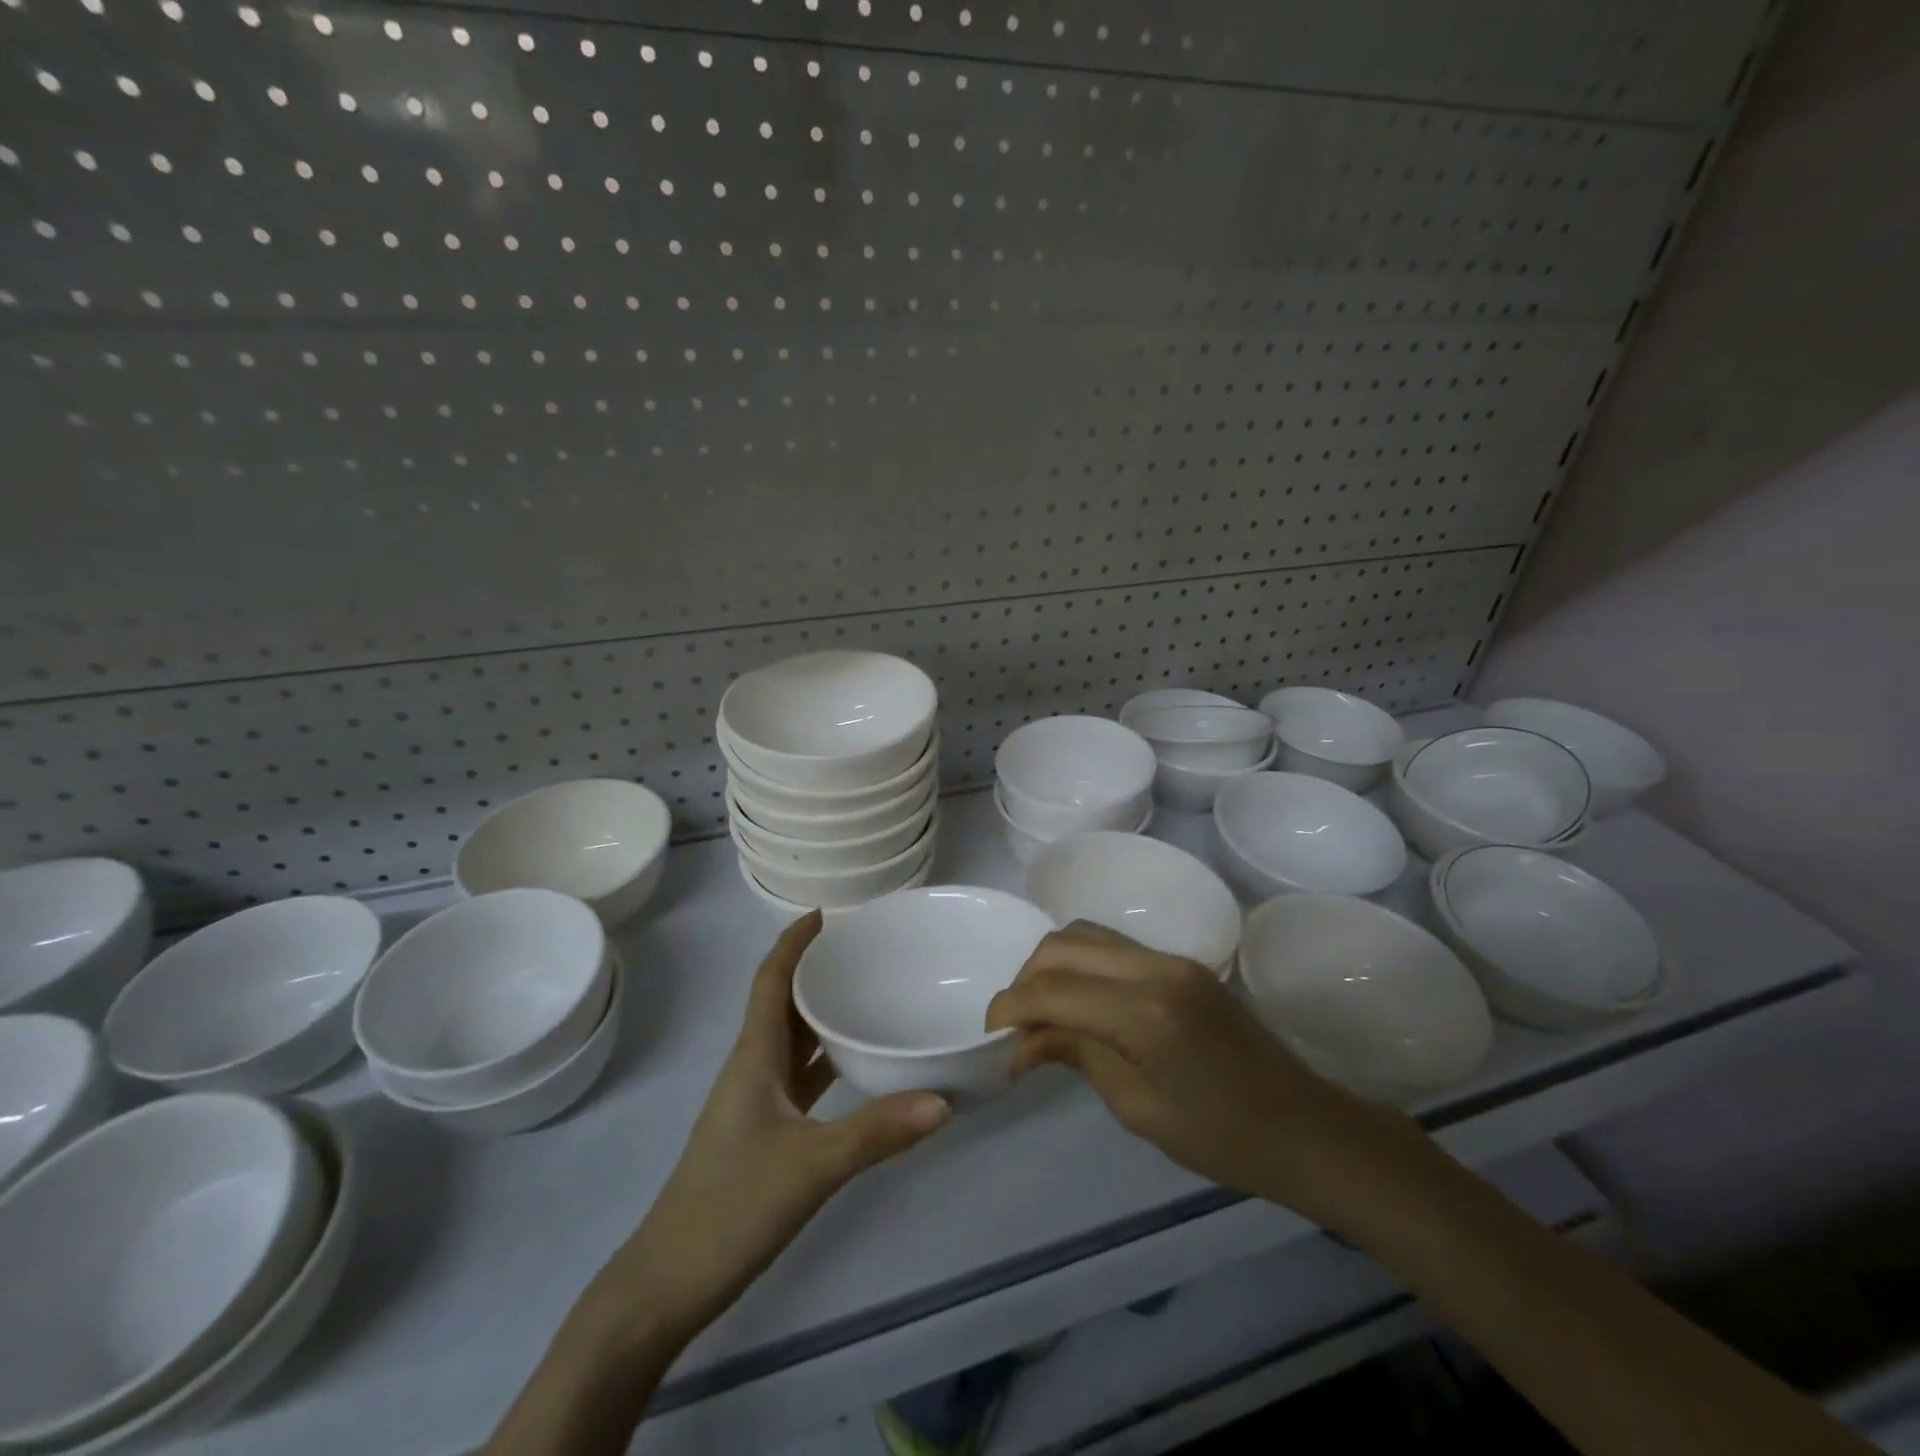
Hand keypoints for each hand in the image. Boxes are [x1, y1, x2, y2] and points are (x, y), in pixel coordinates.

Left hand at [592, 912, 951, 1340]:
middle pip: (783, 1001)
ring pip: (792, 1038)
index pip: (771, 979)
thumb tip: (944, 1100)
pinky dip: (826, 1058)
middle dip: (816, 968)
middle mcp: (753, 1067)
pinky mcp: (764, 1131)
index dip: (794, 942)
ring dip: (822, 1011)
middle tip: (865, 948)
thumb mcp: (811, 1166)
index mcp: (754, 1056)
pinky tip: (858, 1063)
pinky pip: (799, 1075)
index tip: (827, 912)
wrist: (668, 1282)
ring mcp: (756, 1101)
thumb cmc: (731, 1207)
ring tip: (868, 991)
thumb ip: (877, 1132)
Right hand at [985, 921, 1415, 1223]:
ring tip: (1042, 1011)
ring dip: (1054, 964)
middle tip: (1015, 1024)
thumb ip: (1077, 1054)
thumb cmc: (1222, 1137)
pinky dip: (1084, 964)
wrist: (1305, 1128)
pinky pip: (1115, 946)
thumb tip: (1023, 1041)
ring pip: (1088, 934)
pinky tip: (1081, 1002)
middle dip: (1027, 977)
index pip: (1054, 989)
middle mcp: (1155, 966)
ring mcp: (1172, 958)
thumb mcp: (1137, 1107)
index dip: (1011, 1007)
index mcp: (1144, 1010)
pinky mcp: (1183, 963)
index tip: (991, 1036)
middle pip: (1065, 944)